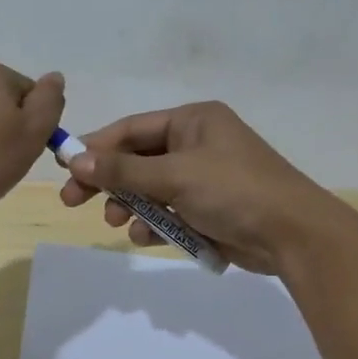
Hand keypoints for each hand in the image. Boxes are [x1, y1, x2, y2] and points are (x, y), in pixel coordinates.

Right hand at [57, 101, 341, 273]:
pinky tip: (145, 237)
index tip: (65, 167)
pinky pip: (170, 212)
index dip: (96, 146)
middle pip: (137, 159)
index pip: (132, 129)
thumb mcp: (175, 175)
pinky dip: (155, 224)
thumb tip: (75, 158)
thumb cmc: (234, 191)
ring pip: (151, 189)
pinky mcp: (209, 210)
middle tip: (72, 201)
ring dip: (130, 206)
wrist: (292, 235)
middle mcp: (197, 144)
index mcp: (193, 121)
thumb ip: (123, 169)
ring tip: (116, 222)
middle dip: (108, 181)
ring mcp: (204, 178)